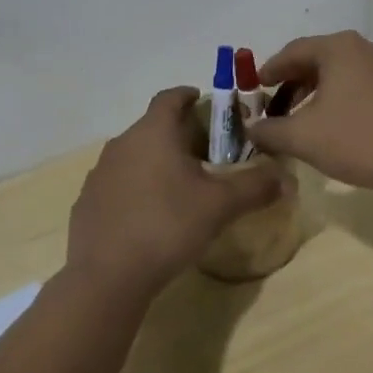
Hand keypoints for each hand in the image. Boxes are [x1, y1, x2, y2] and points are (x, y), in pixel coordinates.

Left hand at [67, 86, 285, 298]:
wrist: (106, 277)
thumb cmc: (167, 225)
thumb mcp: (220, 206)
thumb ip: (254, 187)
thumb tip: (286, 177)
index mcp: (153, 132)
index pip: (169, 98)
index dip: (188, 95)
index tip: (203, 101)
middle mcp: (122, 144)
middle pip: (152, 127)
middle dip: (177, 133)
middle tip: (204, 152)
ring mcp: (100, 174)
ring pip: (133, 156)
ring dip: (154, 162)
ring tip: (179, 184)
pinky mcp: (87, 203)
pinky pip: (117, 184)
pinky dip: (135, 188)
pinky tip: (149, 215)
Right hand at [247, 31, 372, 192]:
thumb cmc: (357, 139)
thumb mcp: (302, 137)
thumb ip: (269, 130)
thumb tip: (251, 130)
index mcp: (339, 47)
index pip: (293, 51)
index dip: (270, 69)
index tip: (255, 87)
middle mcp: (364, 48)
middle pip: (317, 59)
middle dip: (293, 83)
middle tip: (275, 106)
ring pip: (340, 73)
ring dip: (316, 92)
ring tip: (301, 119)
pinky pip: (359, 85)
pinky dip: (339, 98)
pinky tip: (333, 125)